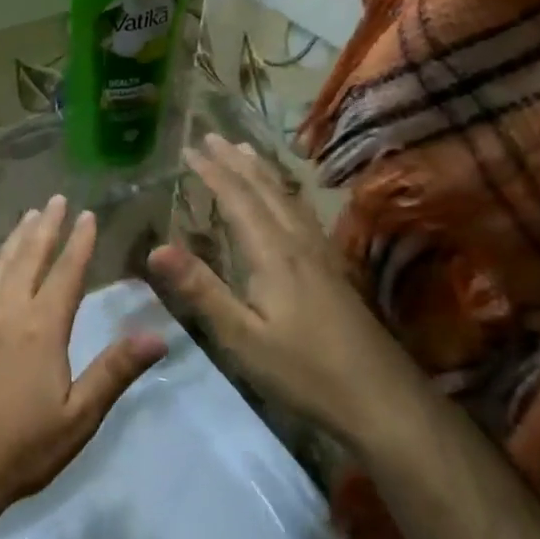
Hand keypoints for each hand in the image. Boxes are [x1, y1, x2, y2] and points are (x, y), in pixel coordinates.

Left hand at [0, 196, 166, 515]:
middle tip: (55, 199)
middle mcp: (6, 309)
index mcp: (40, 326)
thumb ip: (115, 371)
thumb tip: (159, 336)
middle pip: (28, 256)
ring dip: (15, 238)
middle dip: (45, 226)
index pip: (65, 272)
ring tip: (27, 217)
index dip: (79, 242)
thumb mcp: (79, 416)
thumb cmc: (22, 445)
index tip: (88, 215)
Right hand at [146, 135, 421, 443]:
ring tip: (246, 151)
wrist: (383, 401)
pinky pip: (303, 215)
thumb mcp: (242, 337)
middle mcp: (299, 245)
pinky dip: (285, 195)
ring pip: (288, 200)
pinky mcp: (334, 272)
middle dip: (236, 162)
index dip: (212, 172)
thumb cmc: (305, 371)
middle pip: (266, 191)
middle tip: (212, 137)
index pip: (238, 200)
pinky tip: (287, 203)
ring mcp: (322, 257)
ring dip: (262, 173)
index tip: (189, 149)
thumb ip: (201, 290)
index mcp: (274, 255)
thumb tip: (156, 248)